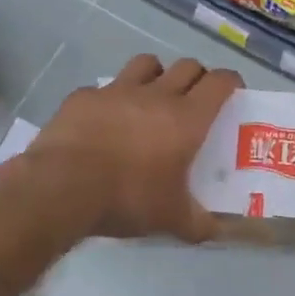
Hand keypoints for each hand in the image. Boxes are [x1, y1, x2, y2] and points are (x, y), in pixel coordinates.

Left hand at [24, 54, 241, 240]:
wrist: (61, 188)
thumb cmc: (127, 198)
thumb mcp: (171, 219)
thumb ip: (200, 224)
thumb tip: (219, 232)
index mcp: (187, 118)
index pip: (220, 82)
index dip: (231, 82)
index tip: (233, 92)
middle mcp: (156, 95)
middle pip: (187, 66)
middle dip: (197, 77)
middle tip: (195, 99)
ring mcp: (117, 90)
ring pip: (147, 63)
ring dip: (156, 75)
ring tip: (152, 97)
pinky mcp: (84, 96)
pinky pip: (104, 87)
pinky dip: (111, 98)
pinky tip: (105, 120)